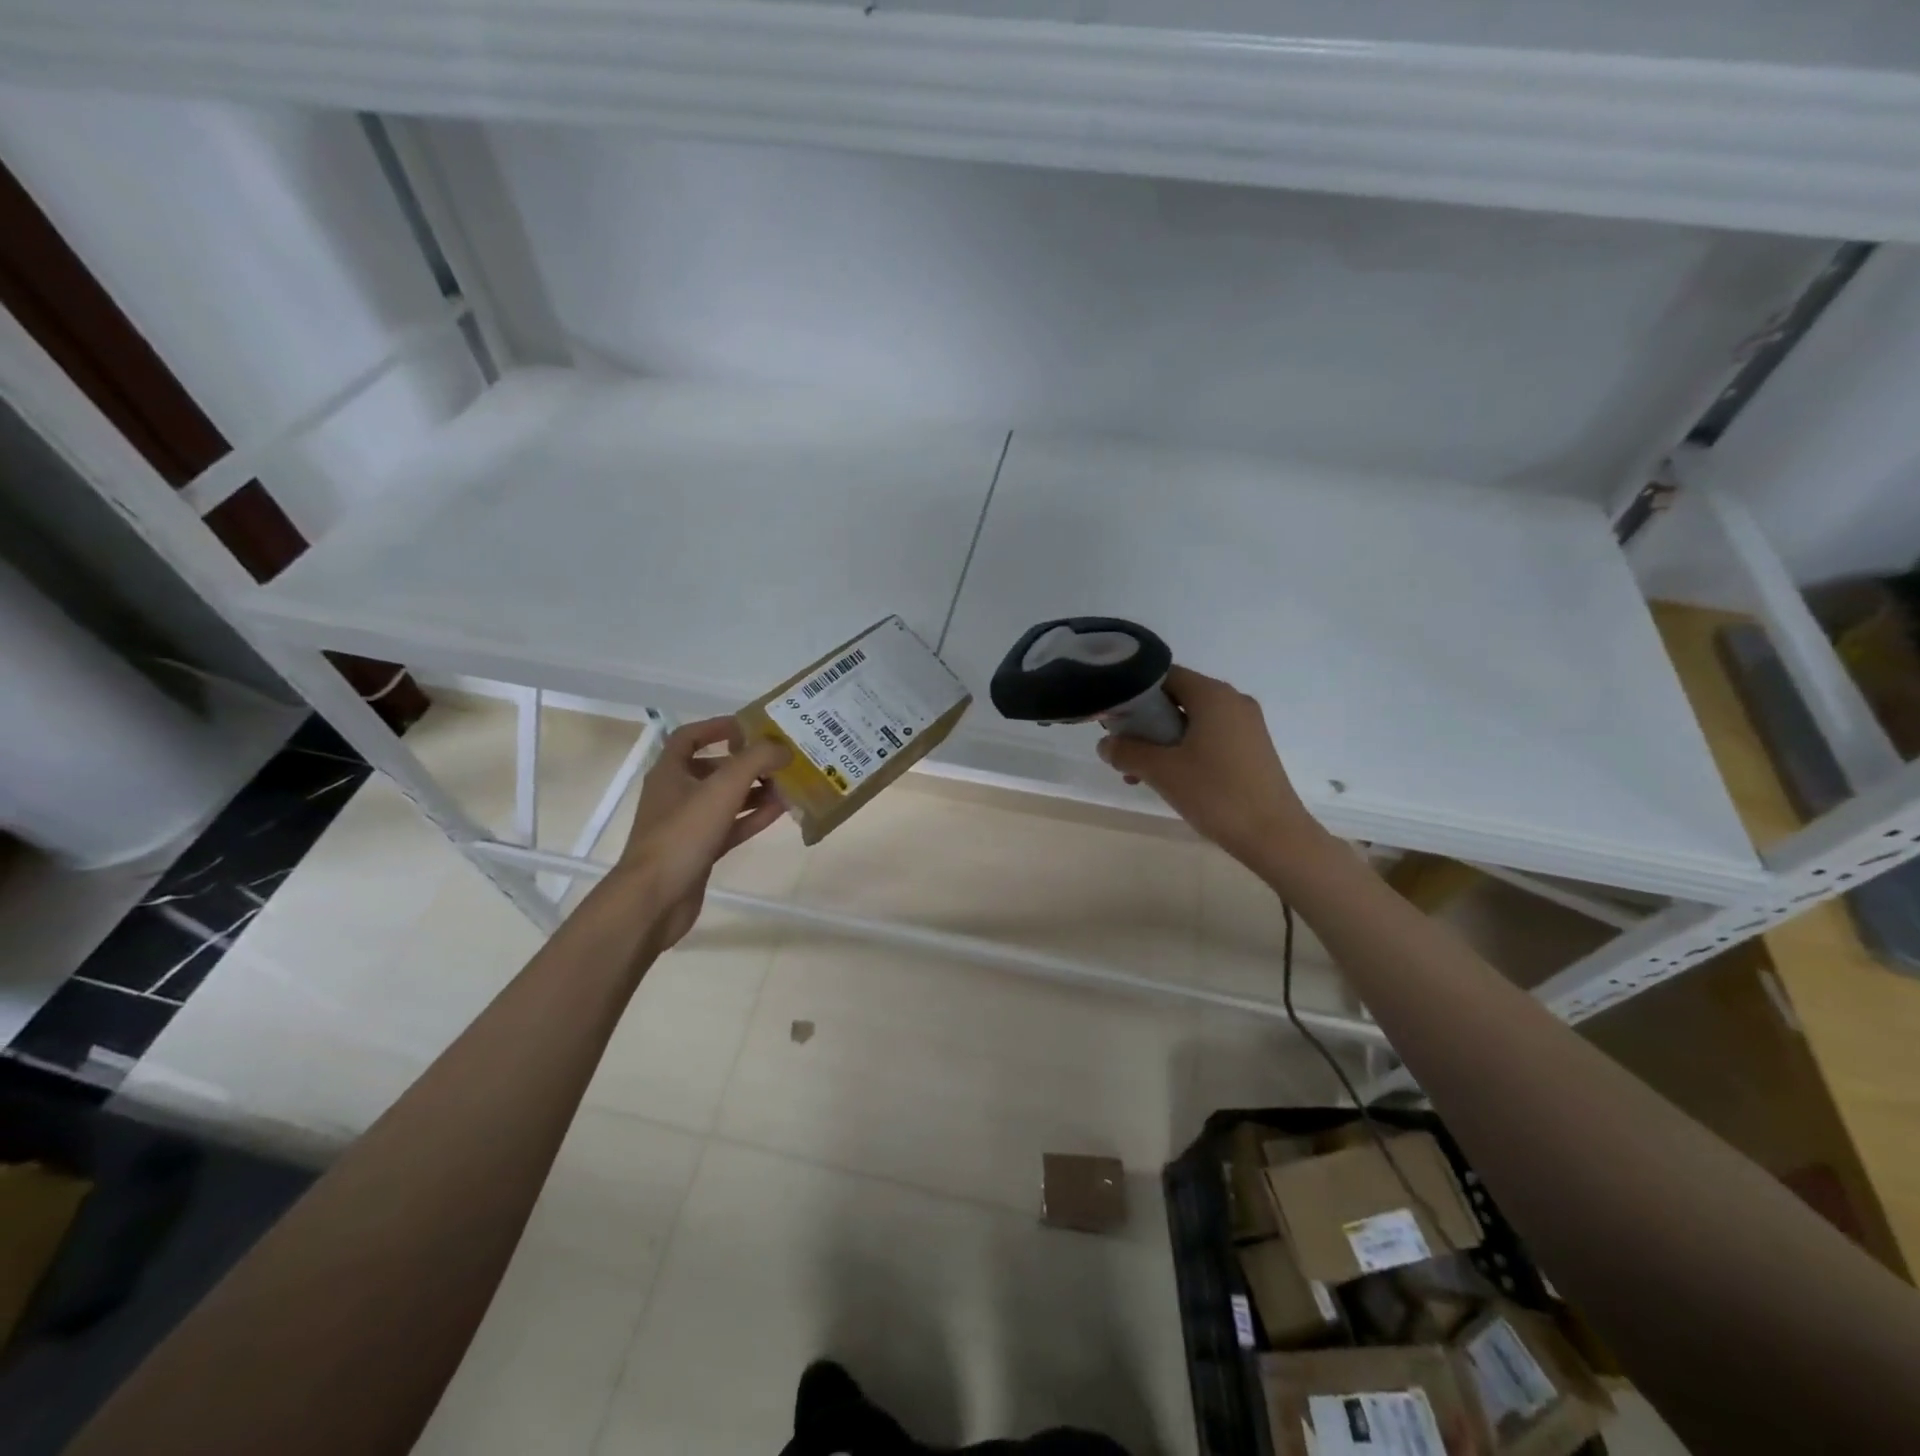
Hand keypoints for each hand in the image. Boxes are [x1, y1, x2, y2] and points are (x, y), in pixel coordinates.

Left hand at [615, 718, 790, 949]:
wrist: (655, 899)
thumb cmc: (683, 834)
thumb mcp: (723, 788)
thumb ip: (756, 761)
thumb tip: (783, 748)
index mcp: (670, 771)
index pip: (690, 737)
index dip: (718, 727)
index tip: (750, 727)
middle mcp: (676, 794)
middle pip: (714, 768)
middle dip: (747, 762)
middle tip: (780, 758)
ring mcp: (687, 824)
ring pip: (726, 799)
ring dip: (755, 790)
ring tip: (788, 783)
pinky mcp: (700, 850)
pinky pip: (731, 826)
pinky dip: (753, 817)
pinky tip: (780, 811)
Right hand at [1098, 666, 1323, 867]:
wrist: (1275, 836)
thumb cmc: (1216, 794)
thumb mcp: (1162, 771)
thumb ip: (1127, 751)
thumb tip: (1105, 744)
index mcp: (1213, 695)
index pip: (1164, 675)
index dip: (1134, 692)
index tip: (1113, 717)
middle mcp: (1232, 701)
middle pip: (1177, 698)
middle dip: (1144, 722)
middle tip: (1123, 749)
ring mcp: (1246, 726)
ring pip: (1191, 721)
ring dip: (1161, 741)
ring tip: (1139, 774)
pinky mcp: (1251, 749)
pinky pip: (1209, 737)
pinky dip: (1184, 750)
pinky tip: (1169, 780)